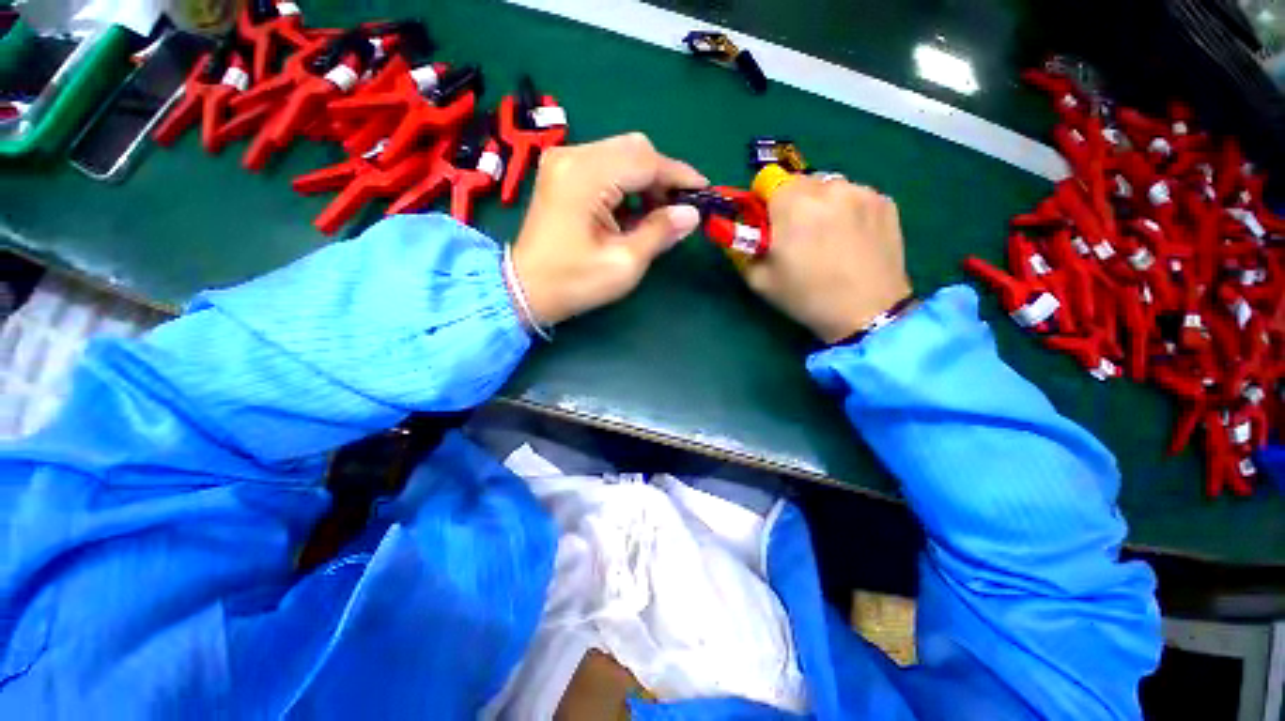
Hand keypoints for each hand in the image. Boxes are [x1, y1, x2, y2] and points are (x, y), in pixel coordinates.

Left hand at [511, 133, 707, 326]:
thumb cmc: (574, 282)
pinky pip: (605, 165)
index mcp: (586, 177)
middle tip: (679, 208)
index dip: (680, 176)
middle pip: (634, 148)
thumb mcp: (624, 264)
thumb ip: (659, 233)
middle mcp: (572, 157)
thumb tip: (691, 214)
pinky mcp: (561, 173)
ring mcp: (563, 161)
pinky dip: (626, 183)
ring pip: (620, 154)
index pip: (646, 161)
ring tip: (658, 214)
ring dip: (646, 179)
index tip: (704, 192)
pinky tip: (633, 210)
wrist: (525, 289)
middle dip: (663, 176)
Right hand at [744, 176, 911, 342]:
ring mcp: (862, 191)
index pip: (767, 179)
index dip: (763, 201)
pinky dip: (846, 211)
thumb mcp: (759, 279)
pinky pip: (854, 196)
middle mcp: (828, 186)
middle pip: (798, 182)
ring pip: (827, 187)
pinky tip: (851, 240)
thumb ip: (740, 248)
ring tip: (828, 239)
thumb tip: (737, 230)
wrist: (867, 312)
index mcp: (793, 203)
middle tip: (797, 236)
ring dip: (820, 205)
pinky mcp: (885, 201)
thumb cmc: (806, 297)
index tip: (768, 224)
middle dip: (791, 204)